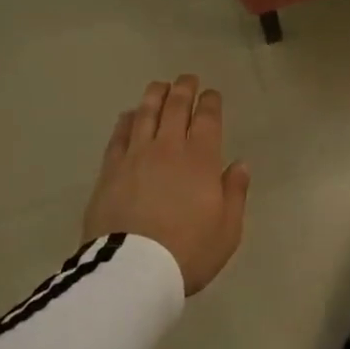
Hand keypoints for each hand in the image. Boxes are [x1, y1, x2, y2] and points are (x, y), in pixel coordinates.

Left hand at [82, 75, 251, 295]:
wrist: (134, 270)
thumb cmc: (189, 251)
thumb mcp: (227, 229)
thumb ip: (235, 192)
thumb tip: (239, 164)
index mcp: (201, 159)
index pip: (207, 119)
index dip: (210, 102)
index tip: (211, 93)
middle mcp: (168, 148)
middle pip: (176, 108)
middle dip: (184, 89)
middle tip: (187, 79)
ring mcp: (136, 156)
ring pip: (146, 114)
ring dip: (155, 95)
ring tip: (160, 85)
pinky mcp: (110, 169)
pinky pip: (119, 135)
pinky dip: (127, 120)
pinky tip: (129, 114)